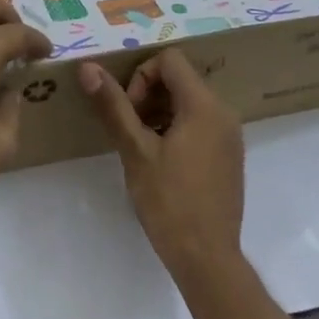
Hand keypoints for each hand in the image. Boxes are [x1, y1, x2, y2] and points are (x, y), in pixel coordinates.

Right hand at [77, 51, 245, 279]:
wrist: (207, 258)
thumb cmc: (169, 202)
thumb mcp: (135, 151)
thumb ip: (113, 106)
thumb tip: (88, 68)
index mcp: (204, 105)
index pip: (170, 60)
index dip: (141, 76)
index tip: (130, 111)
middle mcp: (224, 112)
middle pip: (180, 79)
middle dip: (149, 95)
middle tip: (131, 130)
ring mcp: (230, 135)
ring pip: (189, 102)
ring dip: (160, 113)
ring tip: (142, 148)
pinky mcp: (229, 156)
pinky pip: (201, 123)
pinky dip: (177, 129)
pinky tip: (162, 163)